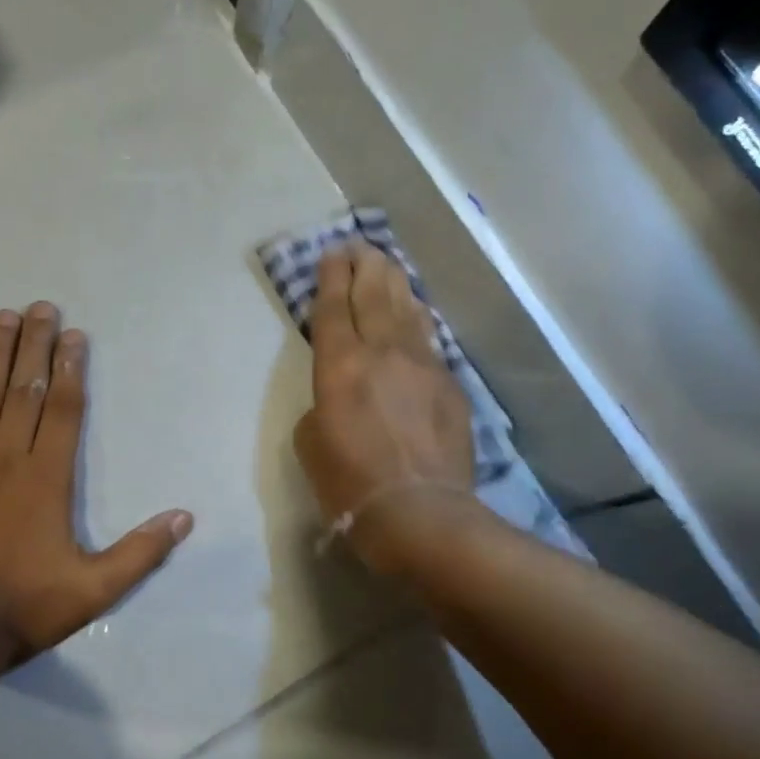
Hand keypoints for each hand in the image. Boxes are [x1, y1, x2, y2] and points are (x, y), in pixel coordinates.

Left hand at [0, 303, 193, 659]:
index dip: (71, 369)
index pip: (64, 410)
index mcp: (47, 478)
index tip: (74, 335)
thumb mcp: (94, 590)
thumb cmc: (23, 608)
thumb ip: (141, 552)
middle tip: (41, 307)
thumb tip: (185, 517)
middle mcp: (6, 458)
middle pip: (26, 389)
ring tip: (3, 316)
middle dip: (36, 345)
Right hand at [294, 243, 475, 572]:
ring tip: (387, 264)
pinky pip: (430, 340)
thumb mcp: (310, 443)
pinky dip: (419, 319)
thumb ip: (322, 406)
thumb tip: (340, 397)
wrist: (420, 513)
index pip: (334, 308)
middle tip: (359, 246)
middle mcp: (382, 353)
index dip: (331, 277)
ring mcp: (422, 366)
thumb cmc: (350, 483)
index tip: (332, 253)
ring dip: (395, 283)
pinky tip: (417, 311)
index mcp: (340, 366)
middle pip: (373, 295)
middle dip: (364, 265)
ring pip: (407, 310)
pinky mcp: (450, 385)